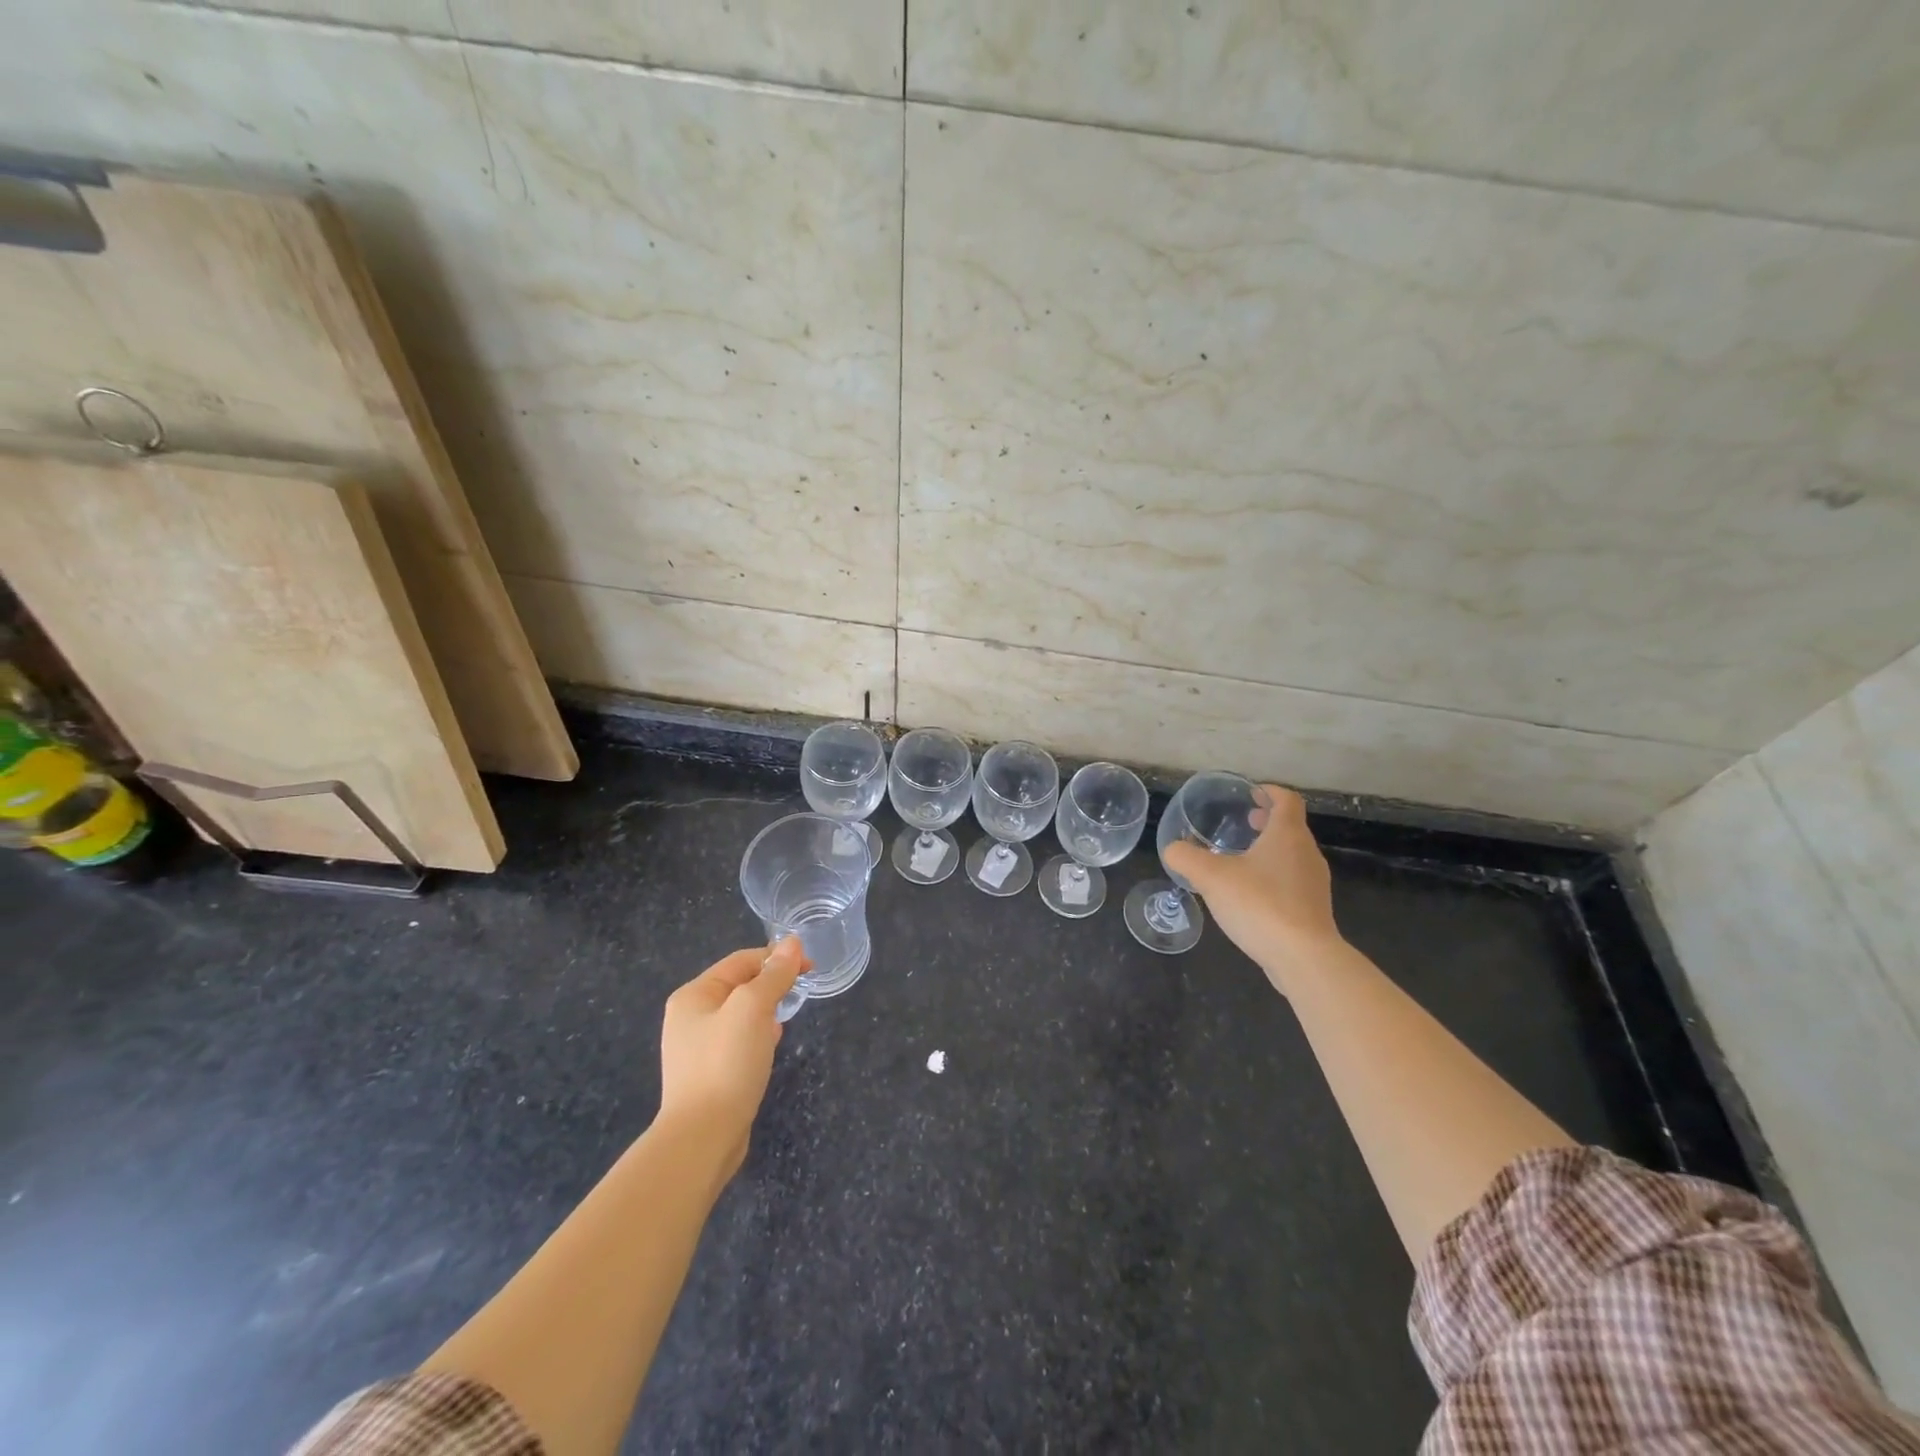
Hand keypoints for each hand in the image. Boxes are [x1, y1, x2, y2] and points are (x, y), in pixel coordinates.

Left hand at [656, 937, 808, 1180]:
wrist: (703, 1137)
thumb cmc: (727, 1063)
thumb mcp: (754, 1008)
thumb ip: (774, 974)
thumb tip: (792, 942)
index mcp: (694, 995)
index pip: (741, 960)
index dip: (777, 958)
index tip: (810, 967)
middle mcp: (690, 1017)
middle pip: (740, 986)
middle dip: (771, 985)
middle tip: (799, 994)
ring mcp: (697, 1048)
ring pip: (741, 1015)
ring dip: (766, 1011)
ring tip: (785, 1020)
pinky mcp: (708, 1074)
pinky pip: (738, 1042)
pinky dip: (758, 1037)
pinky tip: (770, 1047)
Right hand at [1161, 786, 1340, 985]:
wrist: (1303, 957)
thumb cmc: (1259, 904)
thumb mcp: (1211, 877)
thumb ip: (1186, 858)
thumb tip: (1172, 849)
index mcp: (1287, 835)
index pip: (1287, 800)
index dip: (1270, 792)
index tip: (1252, 793)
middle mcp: (1307, 853)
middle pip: (1291, 827)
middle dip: (1267, 822)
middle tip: (1243, 823)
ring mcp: (1314, 883)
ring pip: (1292, 855)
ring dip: (1270, 850)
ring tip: (1242, 859)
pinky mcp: (1313, 910)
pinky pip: (1293, 882)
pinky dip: (1274, 876)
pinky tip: (1251, 895)